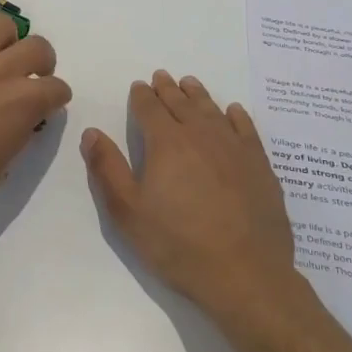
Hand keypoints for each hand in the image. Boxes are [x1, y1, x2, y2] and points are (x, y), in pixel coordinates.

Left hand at [0, 12, 71, 219]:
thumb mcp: (2, 164)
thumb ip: (18, 132)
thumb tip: (21, 119)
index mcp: (23, 103)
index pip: (57, 88)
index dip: (55, 97)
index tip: (47, 103)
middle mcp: (1, 71)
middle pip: (38, 46)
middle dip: (40, 60)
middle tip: (28, 74)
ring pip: (0, 23)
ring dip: (4, 38)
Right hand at [82, 71, 299, 327]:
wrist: (246, 275)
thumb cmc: (178, 245)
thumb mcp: (128, 212)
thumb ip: (108, 168)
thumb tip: (91, 132)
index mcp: (166, 143)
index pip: (150, 108)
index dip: (142, 96)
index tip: (138, 86)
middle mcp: (201, 136)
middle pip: (181, 104)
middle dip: (168, 89)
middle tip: (162, 77)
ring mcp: (234, 149)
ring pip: (212, 111)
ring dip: (198, 95)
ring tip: (190, 85)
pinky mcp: (260, 166)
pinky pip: (246, 129)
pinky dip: (236, 116)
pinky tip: (232, 112)